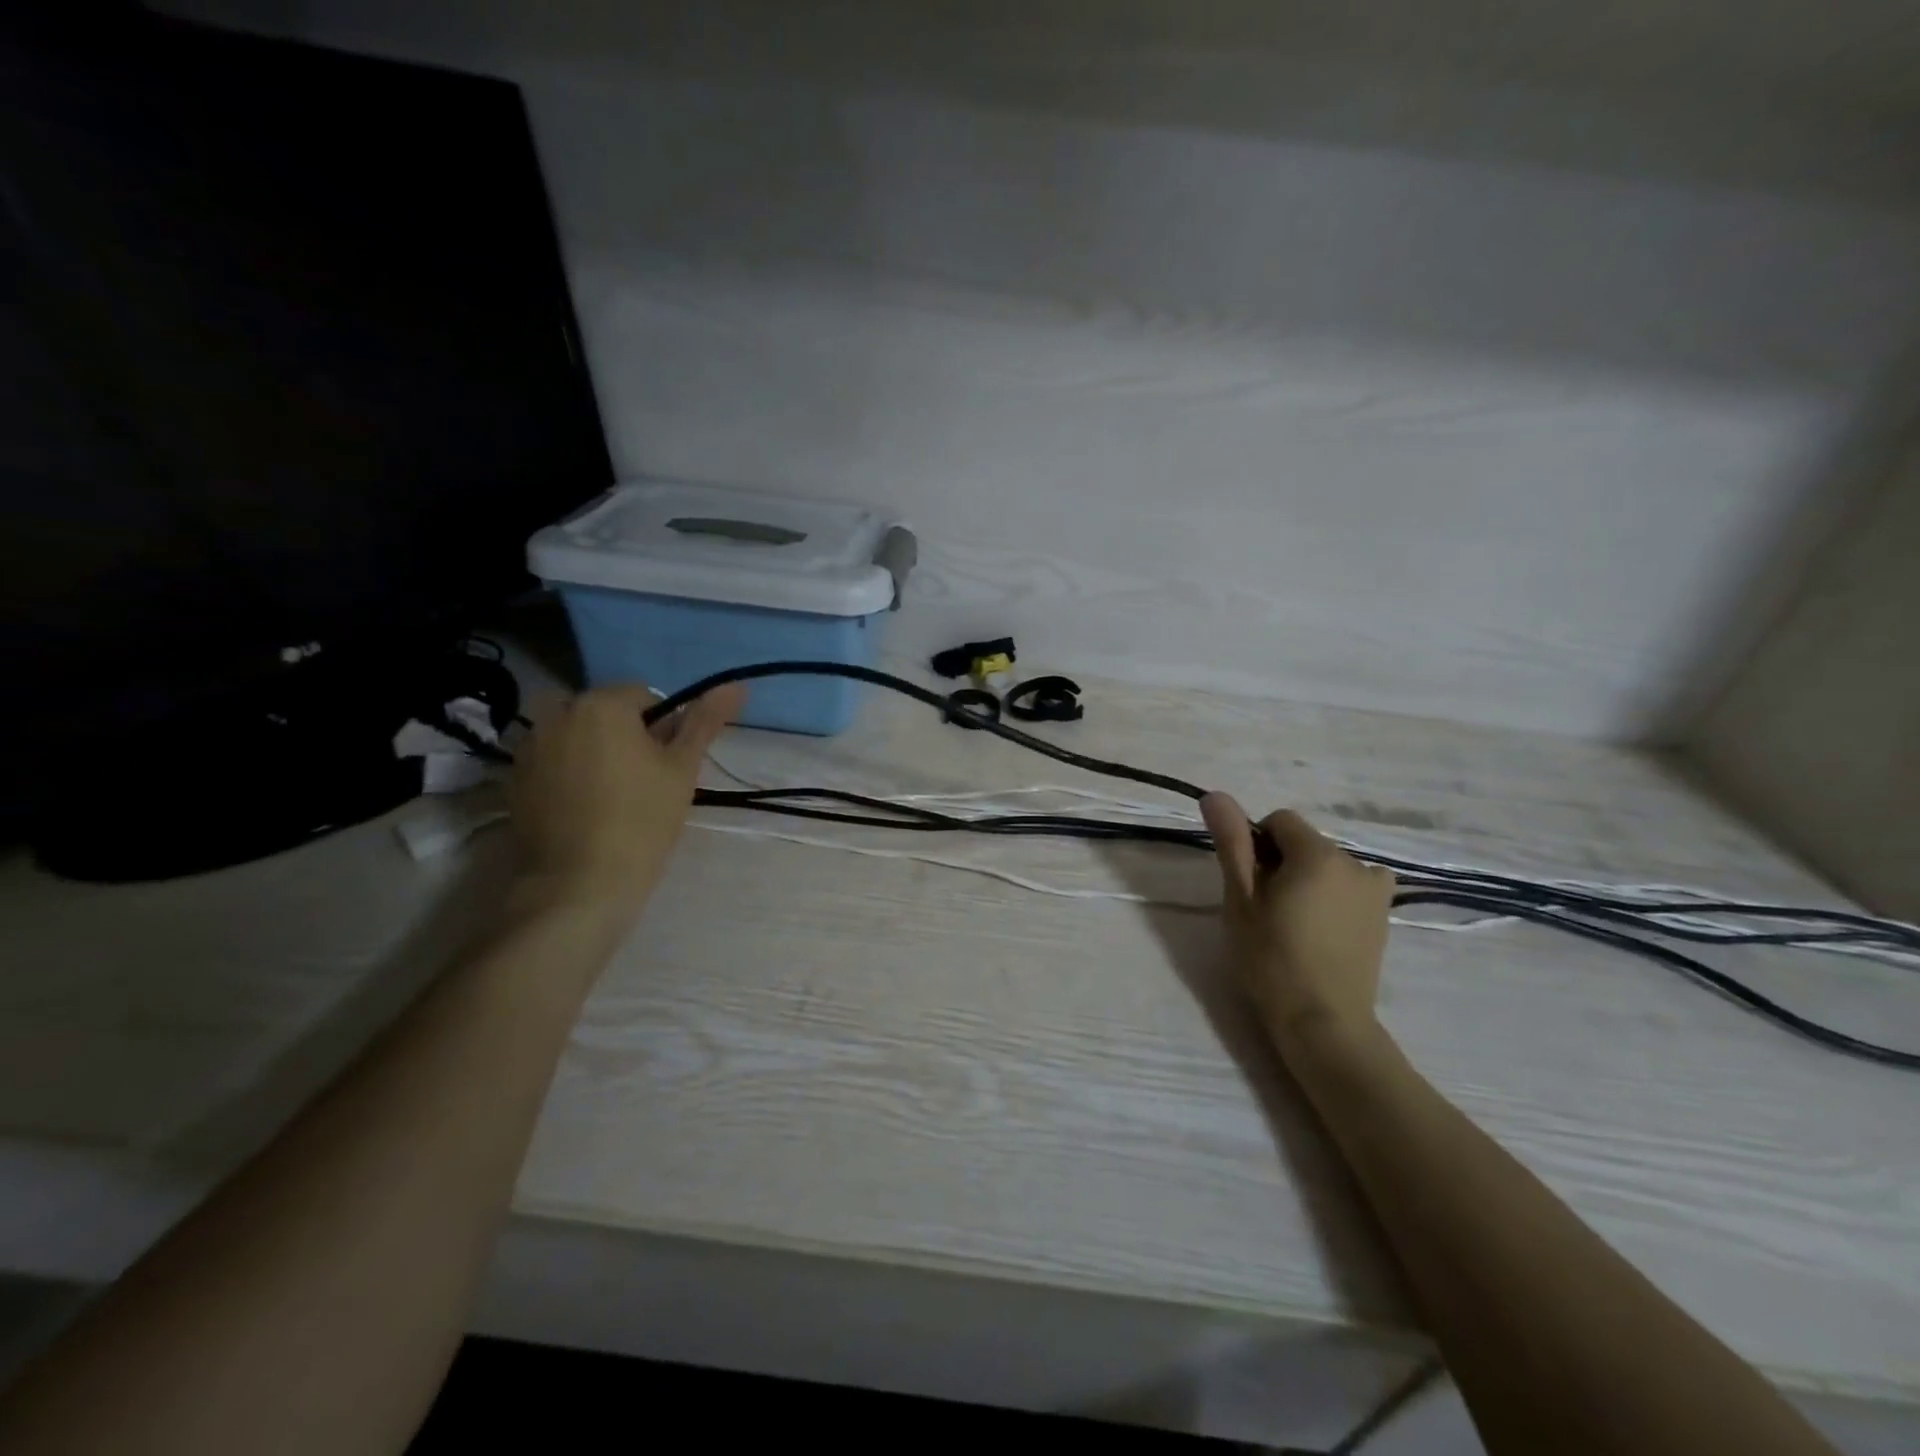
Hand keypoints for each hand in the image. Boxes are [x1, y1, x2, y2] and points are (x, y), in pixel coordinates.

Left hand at [509, 682, 745, 920]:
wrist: (578, 885)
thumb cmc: (641, 820)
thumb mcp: (683, 768)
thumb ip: (705, 721)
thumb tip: (737, 685)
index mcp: (601, 704)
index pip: (645, 697)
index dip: (664, 729)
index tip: (668, 766)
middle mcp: (558, 714)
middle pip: (607, 714)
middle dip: (627, 738)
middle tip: (646, 783)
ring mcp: (529, 747)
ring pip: (579, 738)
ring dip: (597, 753)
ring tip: (614, 799)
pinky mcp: (514, 780)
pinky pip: (554, 762)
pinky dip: (571, 775)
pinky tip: (585, 811)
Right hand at [1200, 794, 1396, 1049]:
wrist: (1323, 1023)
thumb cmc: (1271, 959)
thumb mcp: (1240, 899)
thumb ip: (1232, 842)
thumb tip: (1215, 795)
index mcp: (1318, 854)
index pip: (1278, 821)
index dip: (1255, 844)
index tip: (1248, 884)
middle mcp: (1355, 862)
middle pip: (1304, 843)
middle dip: (1281, 863)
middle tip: (1265, 909)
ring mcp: (1376, 891)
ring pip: (1326, 865)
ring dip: (1307, 880)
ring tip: (1293, 924)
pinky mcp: (1383, 916)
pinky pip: (1350, 886)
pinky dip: (1333, 895)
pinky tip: (1322, 929)